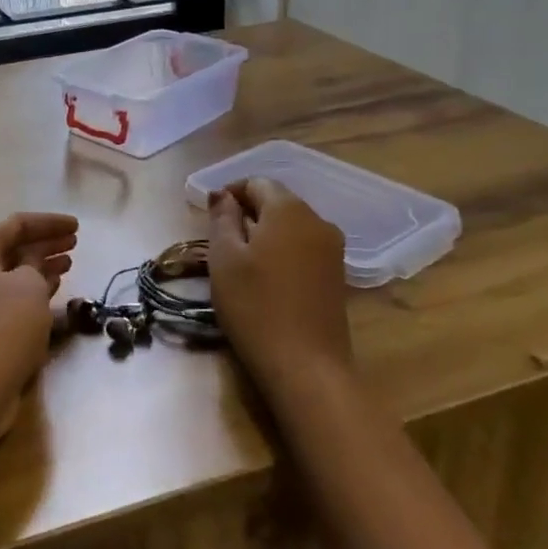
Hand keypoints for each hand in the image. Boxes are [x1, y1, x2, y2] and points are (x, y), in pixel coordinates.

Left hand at [0, 212, 77, 396]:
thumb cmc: (4, 324)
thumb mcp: (29, 286)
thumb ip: (35, 264)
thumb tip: (31, 262)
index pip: (15, 224)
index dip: (49, 223)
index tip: (78, 227)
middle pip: (9, 249)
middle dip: (43, 245)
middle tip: (74, 245)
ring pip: (7, 275)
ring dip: (38, 269)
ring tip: (68, 266)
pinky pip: (4, 299)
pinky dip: (27, 293)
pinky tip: (51, 294)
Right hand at [209, 179, 349, 396]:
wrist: (306, 366)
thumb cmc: (255, 305)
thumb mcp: (224, 258)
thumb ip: (222, 218)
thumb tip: (222, 194)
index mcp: (289, 210)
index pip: (257, 182)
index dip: (230, 192)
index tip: (210, 215)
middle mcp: (317, 220)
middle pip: (277, 201)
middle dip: (248, 212)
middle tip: (220, 239)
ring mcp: (332, 249)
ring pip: (291, 226)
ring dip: (265, 233)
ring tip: (240, 260)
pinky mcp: (337, 275)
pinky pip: (304, 247)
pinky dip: (282, 251)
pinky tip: (266, 278)